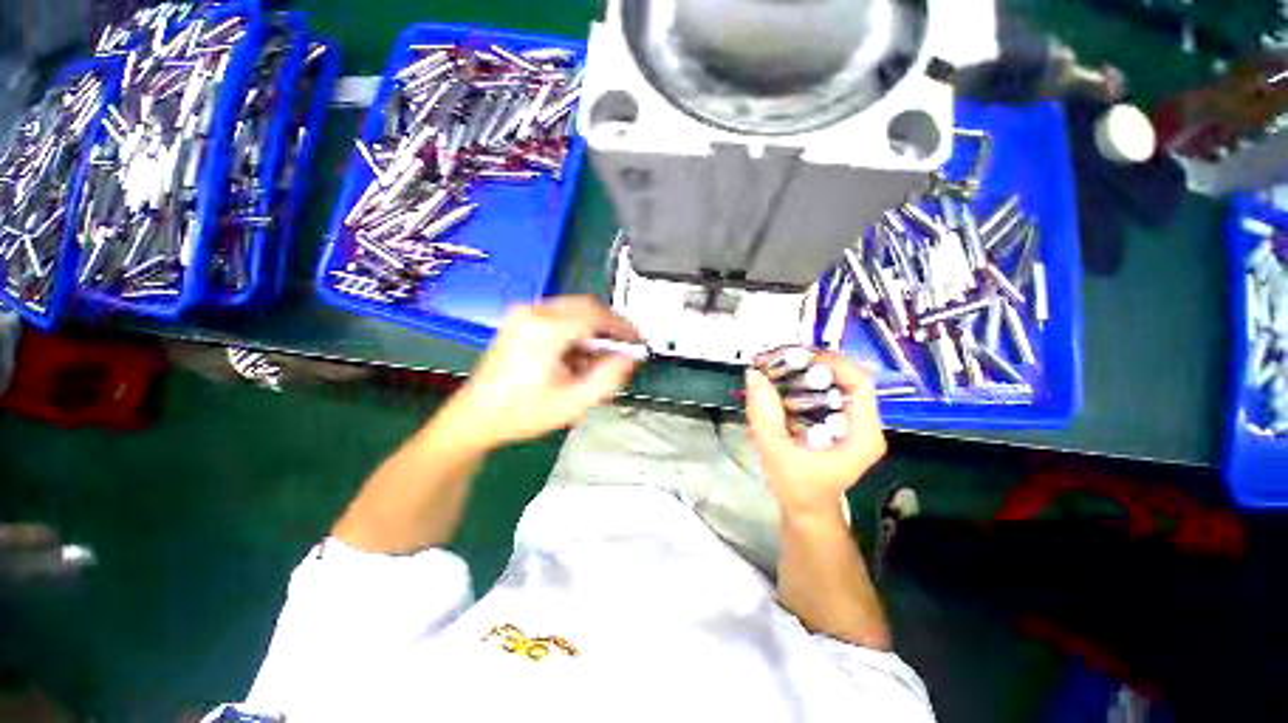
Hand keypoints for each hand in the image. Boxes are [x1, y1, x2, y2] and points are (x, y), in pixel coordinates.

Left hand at [438, 296, 641, 449]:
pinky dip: (576, 330)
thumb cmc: (522, 413)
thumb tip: (631, 358)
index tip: (638, 339)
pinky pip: (559, 315)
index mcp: (545, 330)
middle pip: (586, 306)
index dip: (622, 326)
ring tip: (599, 357)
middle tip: (624, 346)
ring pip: (573, 309)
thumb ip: (609, 378)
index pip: (596, 315)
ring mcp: (523, 314)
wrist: (476, 416)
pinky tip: (577, 355)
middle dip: (609, 325)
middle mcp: (533, 312)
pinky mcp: (519, 320)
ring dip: (592, 329)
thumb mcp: (574, 402)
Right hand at [744, 352, 886, 516]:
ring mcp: (852, 421)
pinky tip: (779, 383)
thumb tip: (754, 375)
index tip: (796, 359)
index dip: (831, 364)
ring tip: (773, 369)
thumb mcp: (775, 451)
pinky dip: (801, 383)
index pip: (860, 383)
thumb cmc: (796, 487)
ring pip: (833, 381)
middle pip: (845, 378)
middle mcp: (864, 423)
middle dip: (810, 365)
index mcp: (862, 435)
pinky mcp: (838, 420)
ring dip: (803, 372)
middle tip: (777, 361)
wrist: (805, 508)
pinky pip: (823, 391)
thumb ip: (764, 414)